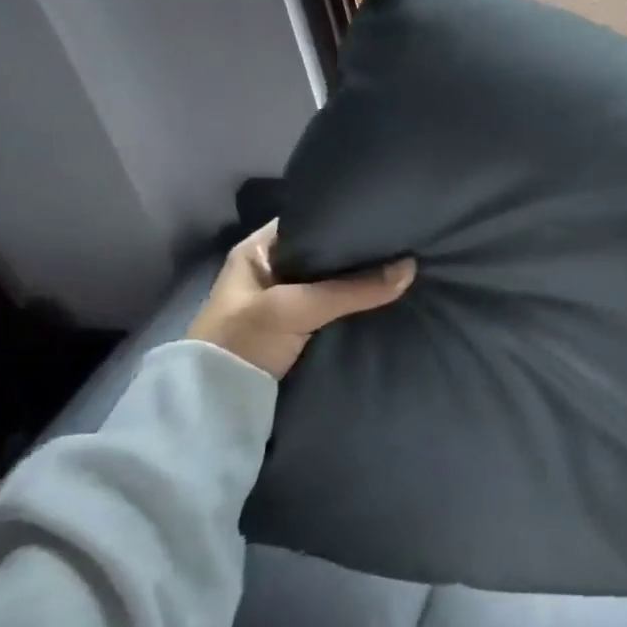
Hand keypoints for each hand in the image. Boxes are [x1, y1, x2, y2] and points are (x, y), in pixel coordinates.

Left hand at [187, 220, 414, 378]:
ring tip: (409, 267)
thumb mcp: (294, 308)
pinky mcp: (303, 329)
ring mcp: (290, 301)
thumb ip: (351, 289)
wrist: (215, 408)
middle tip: (406, 243)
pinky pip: (340, 308)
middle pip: (329, 253)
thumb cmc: (242, 342)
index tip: (387, 217)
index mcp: (260, 249)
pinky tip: (391, 299)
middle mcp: (276, 269)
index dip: (347, 218)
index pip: (312, 220)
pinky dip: (360, 305)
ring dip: (364, 281)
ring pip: (337, 282)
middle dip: (363, 252)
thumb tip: (411, 268)